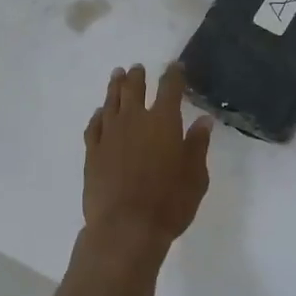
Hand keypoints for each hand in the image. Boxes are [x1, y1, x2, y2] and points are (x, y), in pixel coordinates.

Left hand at [82, 62, 212, 263]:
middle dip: (138, 76)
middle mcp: (134, 119)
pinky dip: (98, 115)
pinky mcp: (92, 151)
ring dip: (115, 86)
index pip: (170, 87)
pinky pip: (94, 125)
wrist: (124, 228)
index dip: (174, 74)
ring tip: (117, 75)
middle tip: (137, 68)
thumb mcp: (196, 176)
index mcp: (163, 121)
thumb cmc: (169, 203)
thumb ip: (198, 145)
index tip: (176, 66)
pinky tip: (100, 113)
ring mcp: (109, 134)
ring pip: (111, 101)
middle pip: (134, 88)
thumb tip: (203, 120)